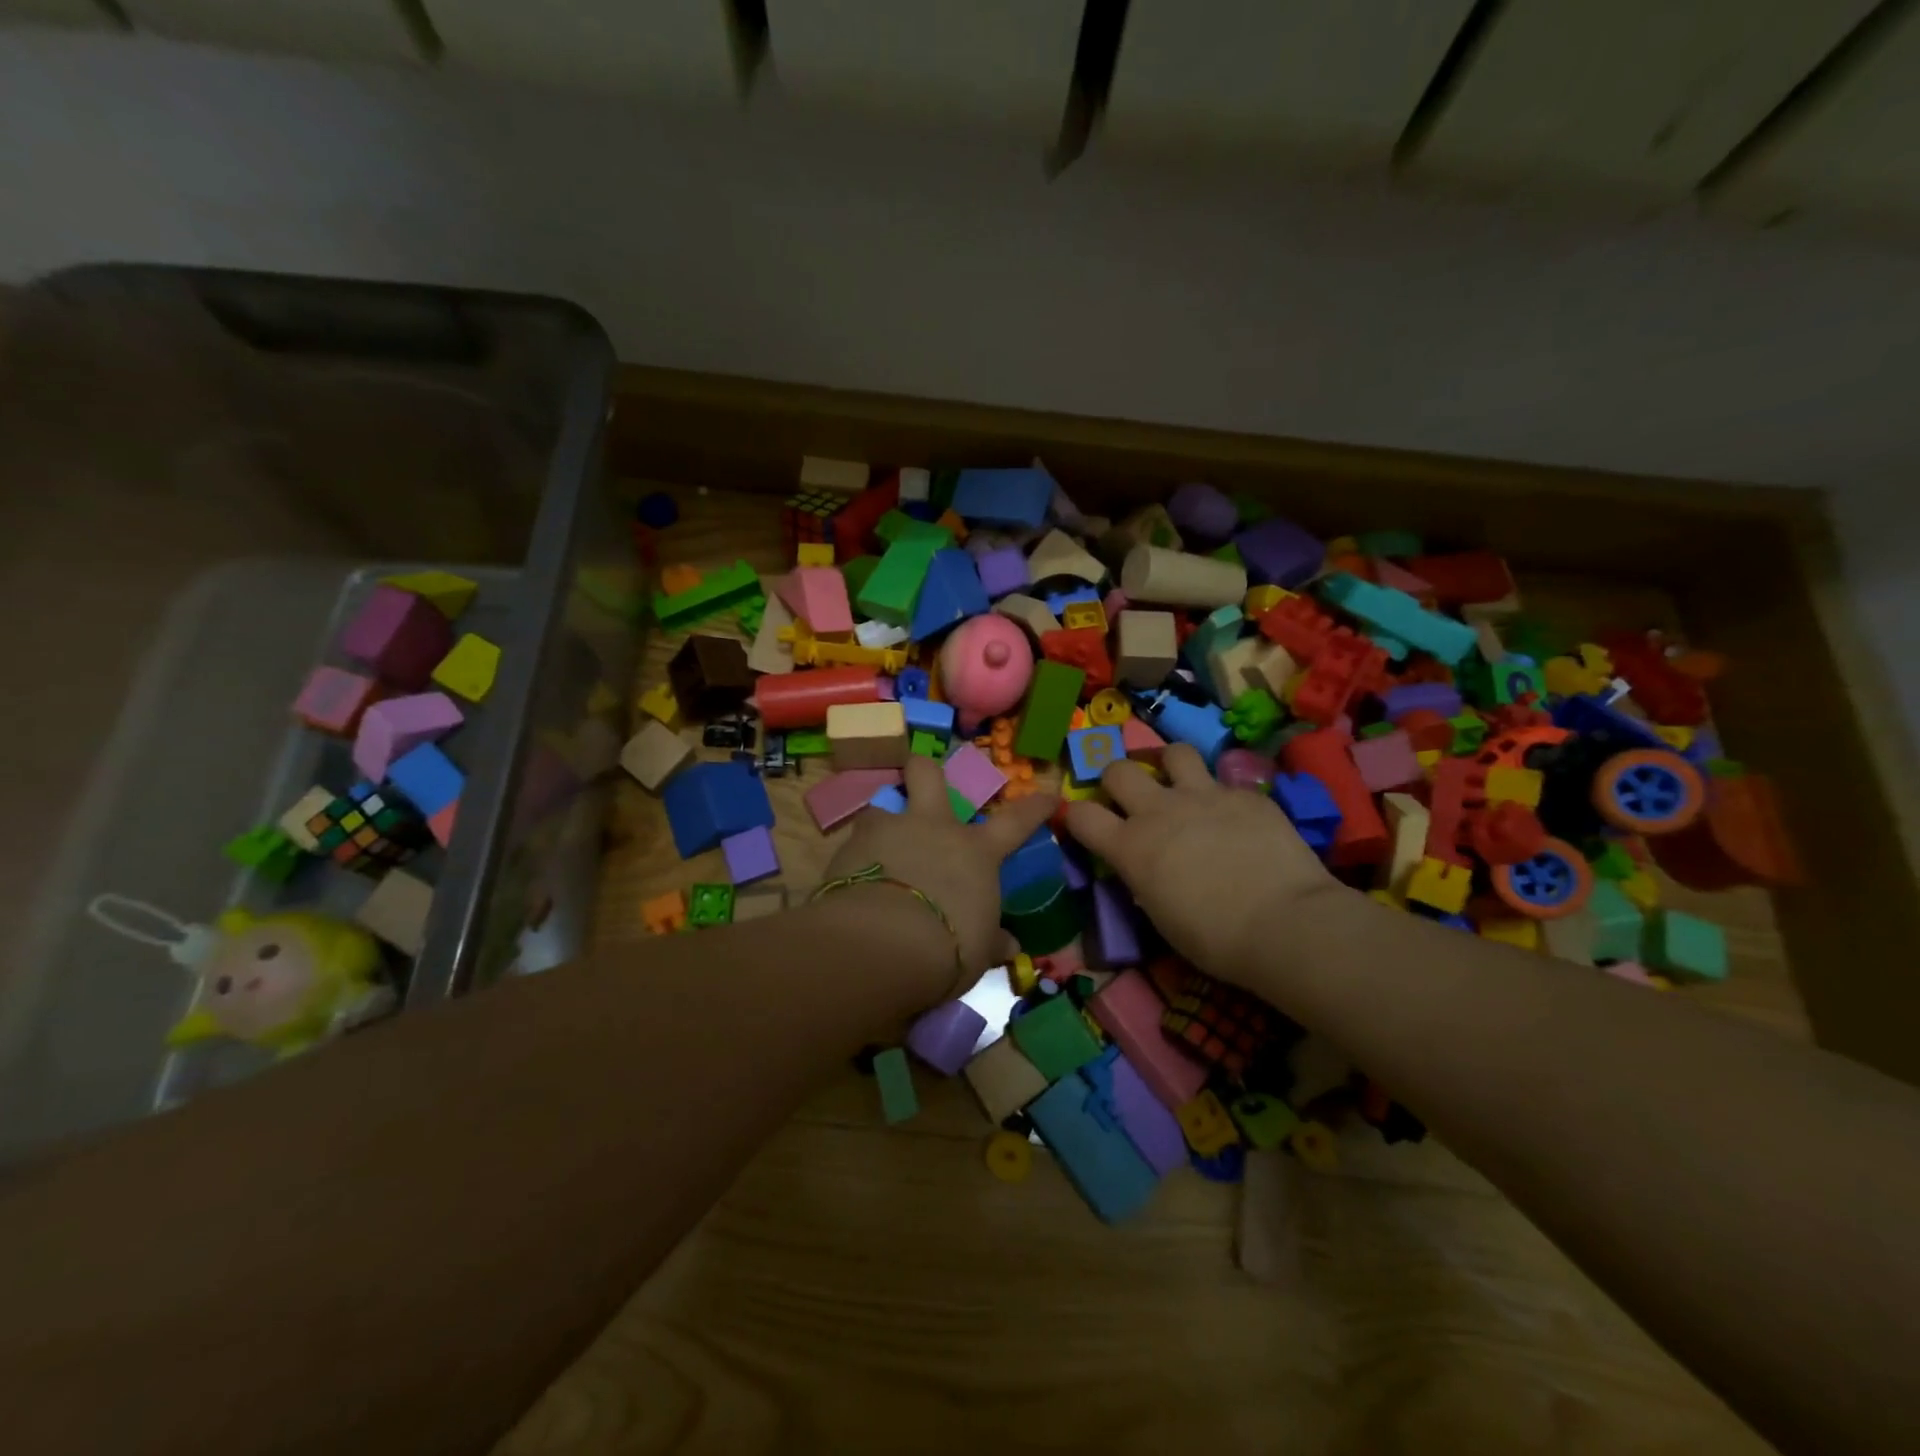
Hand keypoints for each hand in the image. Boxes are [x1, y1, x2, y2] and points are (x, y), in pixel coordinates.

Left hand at [820, 756, 1057, 1001]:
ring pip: (881, 804)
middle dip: (924, 769)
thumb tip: (1010, 945)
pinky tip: (852, 878)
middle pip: (928, 774)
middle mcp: (932, 827)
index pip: (1016, 822)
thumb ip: (991, 941)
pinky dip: (856, 857)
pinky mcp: (849, 847)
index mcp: (974, 851)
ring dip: (882, 821)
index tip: (1049, 796)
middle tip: (921, 778)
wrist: (883, 944)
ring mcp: (888, 831)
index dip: (1035, 808)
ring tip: (878, 844)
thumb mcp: (977, 951)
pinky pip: (854, 842)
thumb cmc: (948, 948)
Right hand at [1062, 742, 1339, 986]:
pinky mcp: (1246, 794)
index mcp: (1130, 847)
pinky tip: (1237, 818)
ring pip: (1174, 753)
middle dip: (1117, 779)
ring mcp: (1205, 795)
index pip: (1080, 815)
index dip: (1075, 816)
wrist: (1285, 924)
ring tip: (1180, 783)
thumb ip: (1145, 879)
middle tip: (1131, 797)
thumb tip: (1147, 869)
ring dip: (1170, 765)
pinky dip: (1223, 796)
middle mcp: (1159, 810)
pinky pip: (1225, 782)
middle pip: (1118, 769)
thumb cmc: (1215, 939)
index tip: (1084, 825)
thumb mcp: (1161, 915)